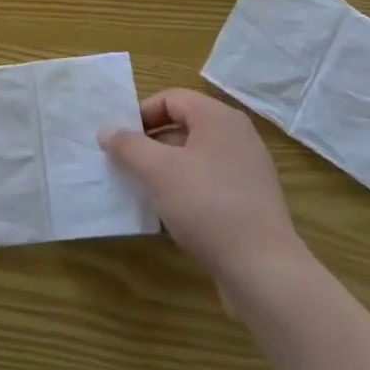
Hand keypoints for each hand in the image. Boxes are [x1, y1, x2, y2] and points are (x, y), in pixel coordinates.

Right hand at [102, 89, 308, 295]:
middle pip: (184, 126)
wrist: (264, 271)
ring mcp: (248, 170)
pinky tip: (170, 214)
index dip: (141, 114)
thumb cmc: (207, 206)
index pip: (171, 98)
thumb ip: (129, 146)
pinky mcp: (251, 202)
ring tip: (143, 190)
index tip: (120, 140)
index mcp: (219, 118)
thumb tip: (106, 130)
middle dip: (151, 143)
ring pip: (195, 157)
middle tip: (126, 164)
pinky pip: (210, 183)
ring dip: (166, 169)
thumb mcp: (158, 171)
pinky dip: (187, 190)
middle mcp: (238, 137)